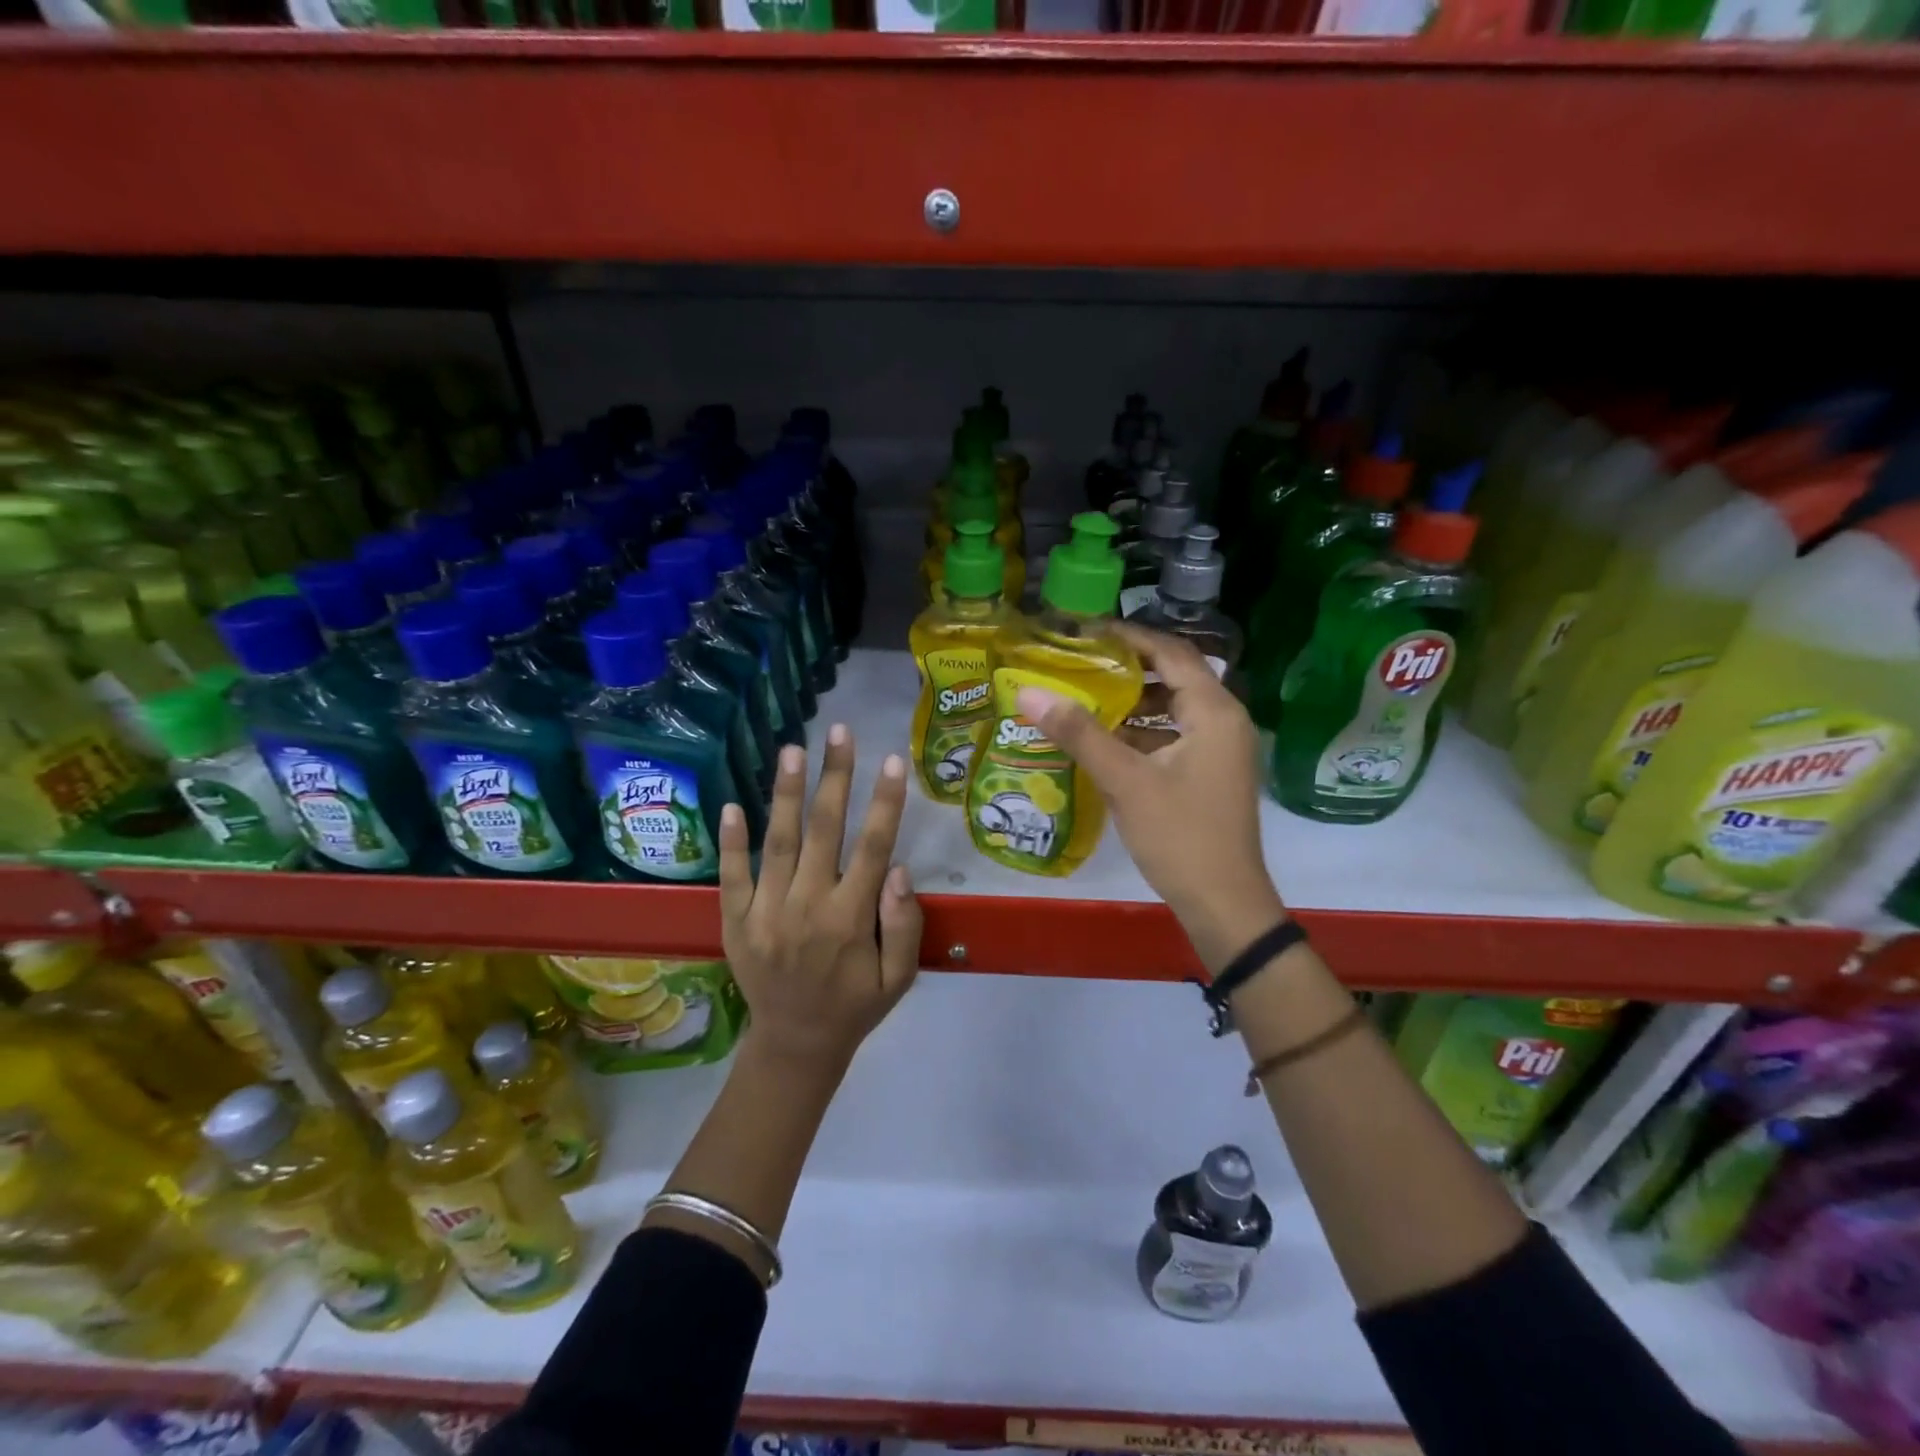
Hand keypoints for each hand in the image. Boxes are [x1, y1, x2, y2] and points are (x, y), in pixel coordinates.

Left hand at [718, 725, 922, 1071]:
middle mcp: (807, 907)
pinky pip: (732, 875)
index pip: (872, 848)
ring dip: (786, 793)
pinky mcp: (736, 921)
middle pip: (824, 831)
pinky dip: (732, 840)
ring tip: (792, 749)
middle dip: (835, 777)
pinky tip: (732, 804)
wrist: (795, 1044)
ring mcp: (766, 912)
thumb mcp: (899, 979)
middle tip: (840, 731)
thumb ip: (904, 925)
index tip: (892, 760)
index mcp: (850, 920)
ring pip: (779, 842)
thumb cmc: (855, 1006)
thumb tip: (897, 870)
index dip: (885, 803)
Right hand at [1015, 624, 1284, 969]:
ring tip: (1083, 695)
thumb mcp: (1126, 781)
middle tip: (1079, 661)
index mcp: (1215, 712)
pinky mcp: (1210, 774)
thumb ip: (1079, 733)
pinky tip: (1104, 740)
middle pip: (1174, 676)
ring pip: (1172, 709)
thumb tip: (1028, 692)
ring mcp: (1220, 750)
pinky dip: (1141, 732)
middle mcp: (1224, 721)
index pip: (1172, 652)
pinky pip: (1174, 736)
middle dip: (1127, 667)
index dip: (1130, 636)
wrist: (1224, 903)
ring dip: (1132, 702)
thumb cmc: (1180, 836)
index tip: (1086, 631)